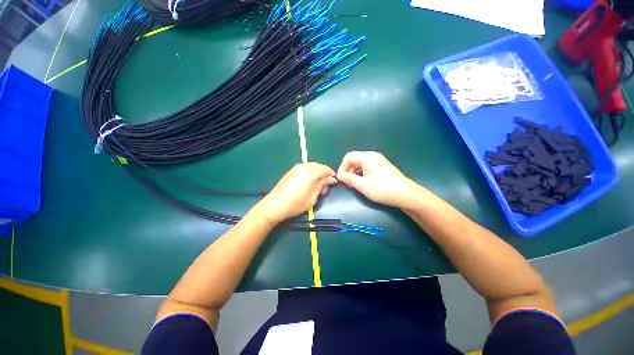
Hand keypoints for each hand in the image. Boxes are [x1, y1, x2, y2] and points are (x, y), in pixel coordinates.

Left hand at [255, 163, 337, 224]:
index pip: (325, 169)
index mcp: (310, 172)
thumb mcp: (313, 196)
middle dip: (324, 175)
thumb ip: (322, 185)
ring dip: (317, 175)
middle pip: (319, 167)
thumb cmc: (296, 203)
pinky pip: (305, 169)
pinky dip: (310, 174)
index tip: (333, 184)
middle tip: (324, 188)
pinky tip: (308, 184)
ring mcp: (296, 168)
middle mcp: (303, 166)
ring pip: (312, 167)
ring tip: (316, 188)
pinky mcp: (291, 171)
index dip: (331, 175)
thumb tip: (331, 179)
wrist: (275, 205)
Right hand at [337, 151, 417, 207]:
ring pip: (360, 163)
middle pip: (354, 159)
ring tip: (355, 184)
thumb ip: (349, 179)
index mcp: (367, 157)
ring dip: (355, 172)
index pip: (349, 157)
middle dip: (348, 170)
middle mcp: (372, 156)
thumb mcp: (363, 185)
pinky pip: (367, 166)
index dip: (342, 167)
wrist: (406, 194)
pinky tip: (363, 182)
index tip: (341, 179)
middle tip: (347, 183)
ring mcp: (378, 160)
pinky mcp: (382, 166)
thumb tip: (339, 175)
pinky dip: (362, 173)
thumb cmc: (383, 189)